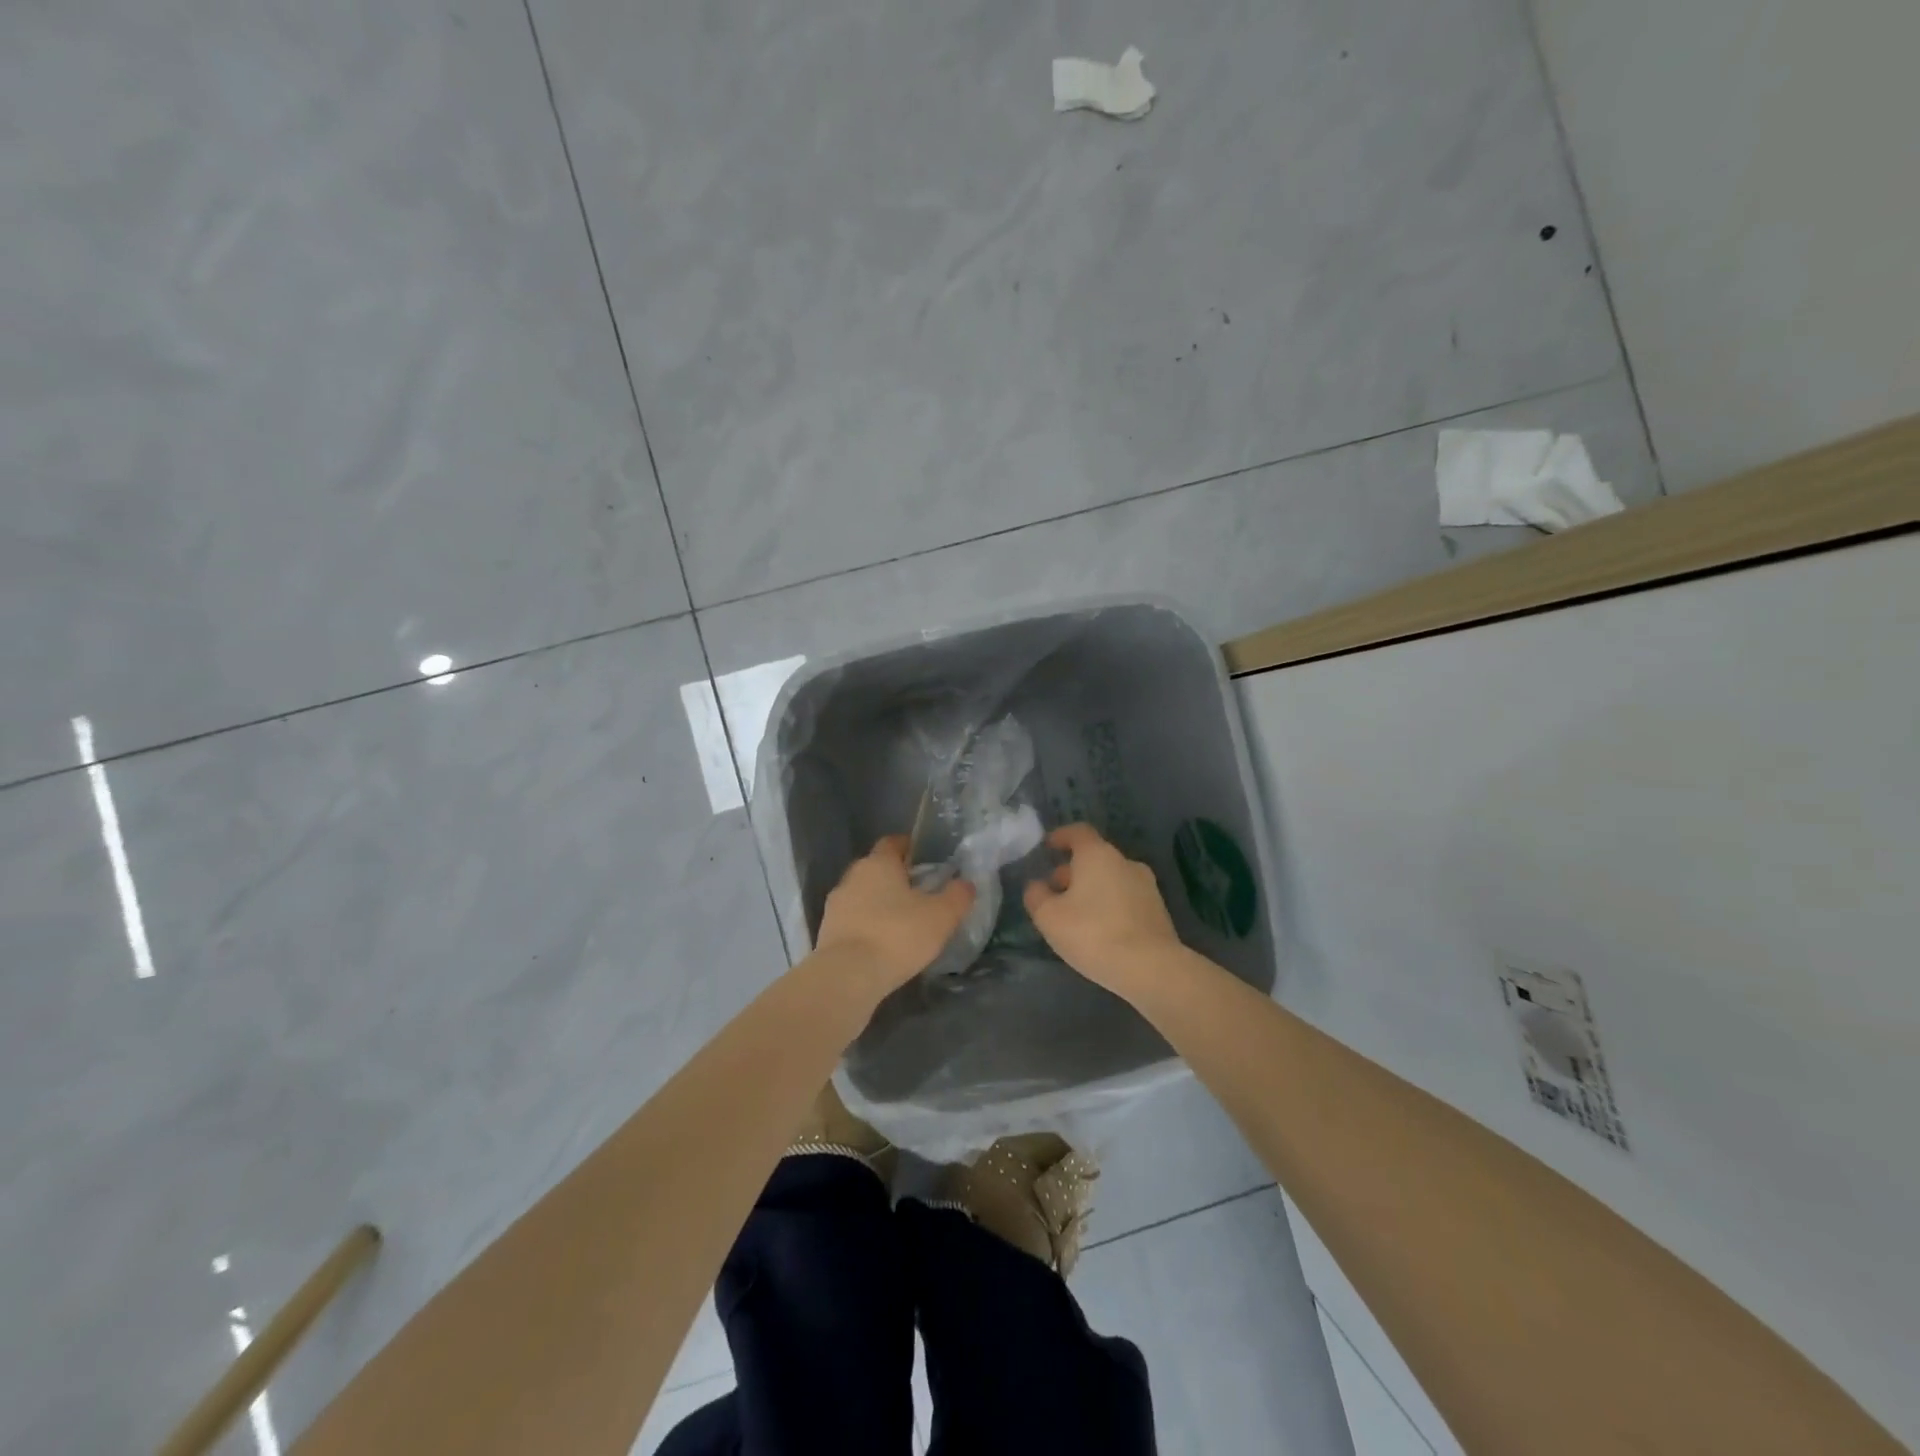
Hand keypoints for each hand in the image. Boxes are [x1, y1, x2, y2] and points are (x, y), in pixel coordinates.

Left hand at [815, 836, 973, 994]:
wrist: (847, 975)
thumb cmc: (897, 935)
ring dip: (878, 903)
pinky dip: (866, 925)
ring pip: (862, 895)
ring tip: (900, 922)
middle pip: (875, 868)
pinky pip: (852, 920)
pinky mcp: (826, 931)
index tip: (924, 859)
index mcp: (878, 863)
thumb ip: (957, 896)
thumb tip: (966, 883)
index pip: (892, 843)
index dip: (908, 847)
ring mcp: (835, 905)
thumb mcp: (941, 916)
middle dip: (894, 877)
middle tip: (918, 893)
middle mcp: (852, 876)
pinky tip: (881, 943)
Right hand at [1023, 824, 1184, 991]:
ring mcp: (1146, 886)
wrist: (1151, 968)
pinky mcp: (1158, 910)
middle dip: (1072, 871)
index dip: (1061, 836)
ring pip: (1111, 879)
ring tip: (1076, 916)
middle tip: (1055, 892)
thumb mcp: (1049, 917)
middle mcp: (1125, 862)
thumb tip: (1037, 885)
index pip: (1078, 832)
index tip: (1048, 846)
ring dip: (1092, 890)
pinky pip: (1126, 899)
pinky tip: (1100, 931)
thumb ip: (1036, 896)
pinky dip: (1110, 906)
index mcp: (1098, 855)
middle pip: (1095, 857)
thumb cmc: (1093, 934)